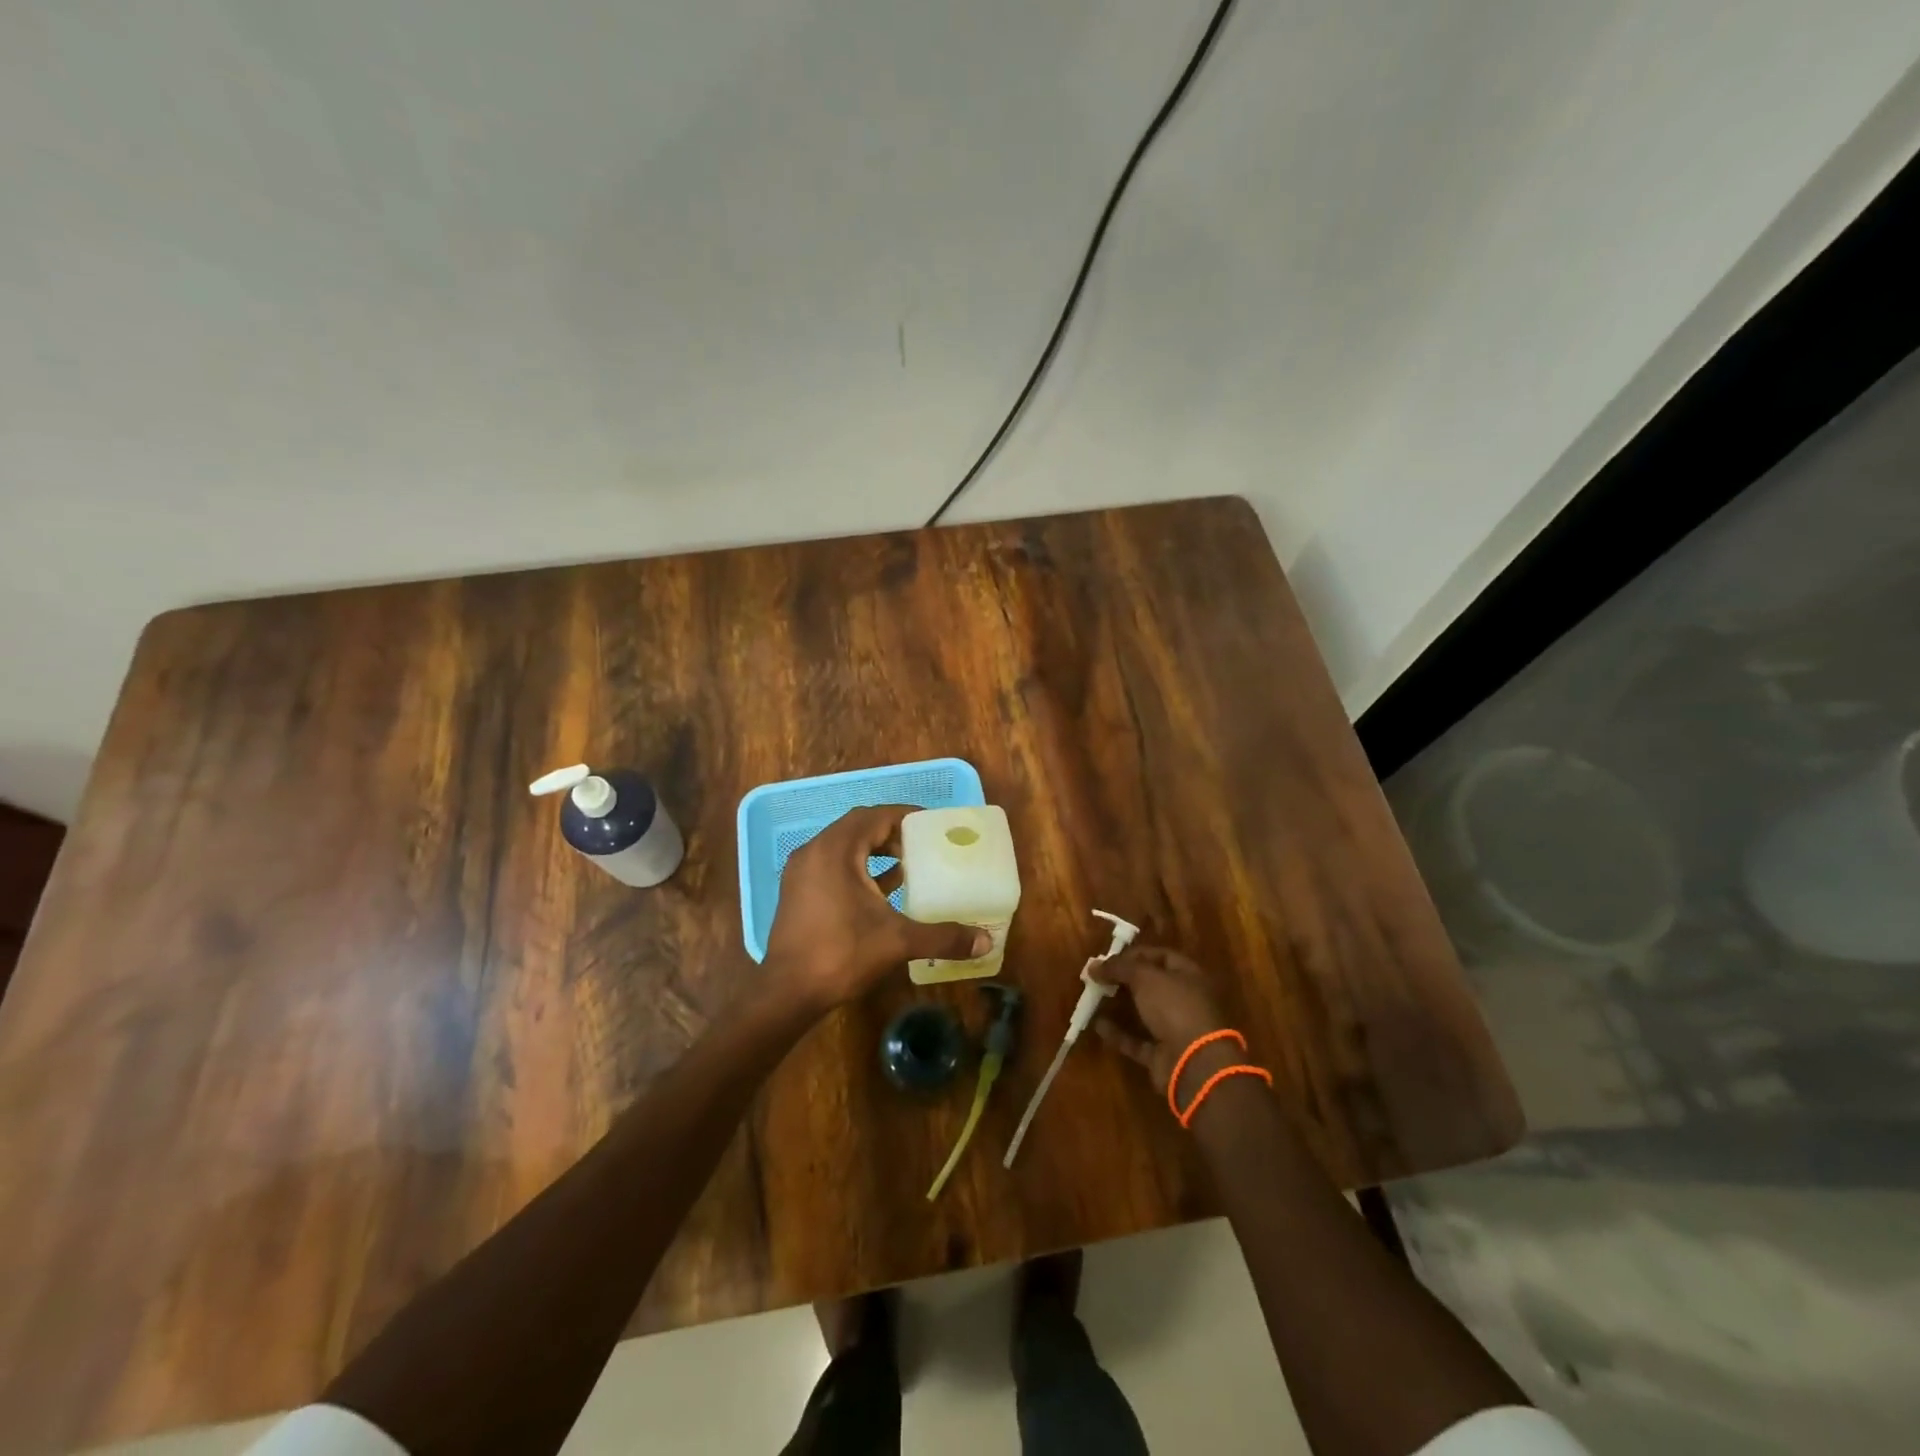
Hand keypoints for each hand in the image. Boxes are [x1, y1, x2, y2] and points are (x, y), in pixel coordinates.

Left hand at [764, 805, 988, 1012]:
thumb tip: (985, 942)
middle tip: (922, 846)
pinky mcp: (797, 892)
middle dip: (891, 833)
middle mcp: (814, 852)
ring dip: (874, 851)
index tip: (931, 825)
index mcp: (835, 850)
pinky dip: (858, 869)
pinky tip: (882, 889)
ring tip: (907, 865)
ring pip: (843, 847)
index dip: (904, 816)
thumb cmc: (841, 954)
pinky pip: (832, 866)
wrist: (788, 993)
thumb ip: (942, 936)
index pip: (874, 816)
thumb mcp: (897, 941)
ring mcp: (801, 872)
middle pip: (858, 827)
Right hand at [1090, 946, 1236, 1095]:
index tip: (1110, 957)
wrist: (1195, 1063)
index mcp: (1190, 976)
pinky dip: (1119, 1034)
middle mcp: (1185, 1001)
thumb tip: (1094, 965)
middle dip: (1126, 979)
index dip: (1136, 954)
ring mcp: (1175, 1030)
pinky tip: (1098, 1025)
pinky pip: (1137, 1041)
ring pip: (1145, 1013)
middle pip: (1153, 985)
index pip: (1162, 956)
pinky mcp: (1163, 1055)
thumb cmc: (1175, 1008)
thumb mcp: (1145, 977)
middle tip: (1099, 976)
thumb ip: (1119, 967)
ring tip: (1095, 997)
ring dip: (1121, 1006)